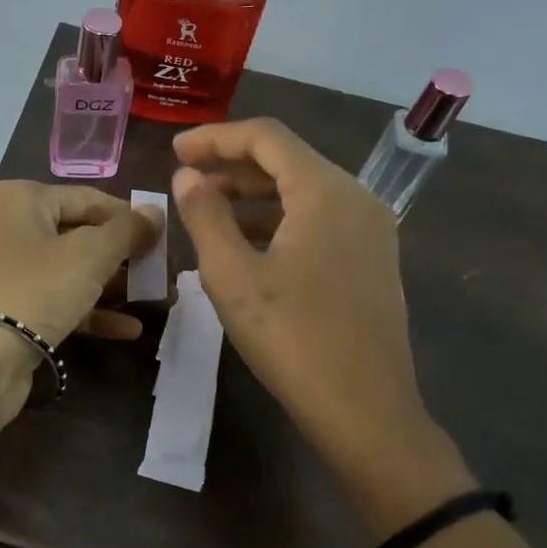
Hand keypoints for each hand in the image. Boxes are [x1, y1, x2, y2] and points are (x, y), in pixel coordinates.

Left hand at [0, 181, 163, 346]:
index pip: (88, 198)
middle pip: (79, 234)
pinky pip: (55, 300)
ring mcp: (4, 271)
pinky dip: (89, 311)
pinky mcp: (7, 309)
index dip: (129, 216)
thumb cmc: (35, 289)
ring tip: (154, 300)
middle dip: (123, 257)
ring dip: (112, 286)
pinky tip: (128, 329)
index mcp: (21, 199)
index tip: (164, 238)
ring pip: (69, 271)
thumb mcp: (90, 254)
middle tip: (161, 273)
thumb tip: (154, 213)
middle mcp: (7, 227)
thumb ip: (127, 231)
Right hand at [172, 119, 471, 531]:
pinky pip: (319, 220)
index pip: (266, 137)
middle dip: (232, 165)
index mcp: (325, 191)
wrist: (365, 410)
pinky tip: (247, 245)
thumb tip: (187, 177)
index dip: (215, 138)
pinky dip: (279, 220)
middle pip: (287, 160)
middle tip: (185, 180)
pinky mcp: (372, 259)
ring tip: (207, 212)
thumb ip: (204, 216)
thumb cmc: (291, 338)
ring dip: (253, 195)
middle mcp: (356, 198)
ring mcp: (370, 229)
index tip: (175, 150)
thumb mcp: (232, 275)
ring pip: (303, 192)